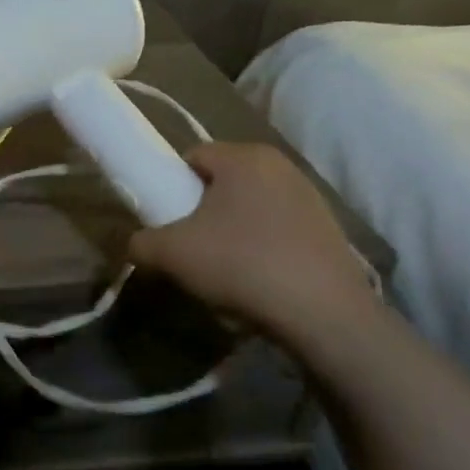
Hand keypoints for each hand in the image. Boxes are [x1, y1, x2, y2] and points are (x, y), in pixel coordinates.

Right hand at [128, 143, 377, 351]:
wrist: (322, 313)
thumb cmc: (240, 264)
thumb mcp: (170, 253)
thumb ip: (141, 242)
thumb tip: (139, 245)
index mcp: (244, 157)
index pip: (192, 155)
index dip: (172, 185)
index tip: (167, 219)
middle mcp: (281, 165)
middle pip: (223, 181)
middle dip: (203, 208)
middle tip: (191, 245)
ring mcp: (311, 196)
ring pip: (251, 206)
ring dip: (233, 229)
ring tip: (226, 267)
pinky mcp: (330, 229)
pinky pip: (279, 228)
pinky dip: (263, 246)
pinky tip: (259, 279)